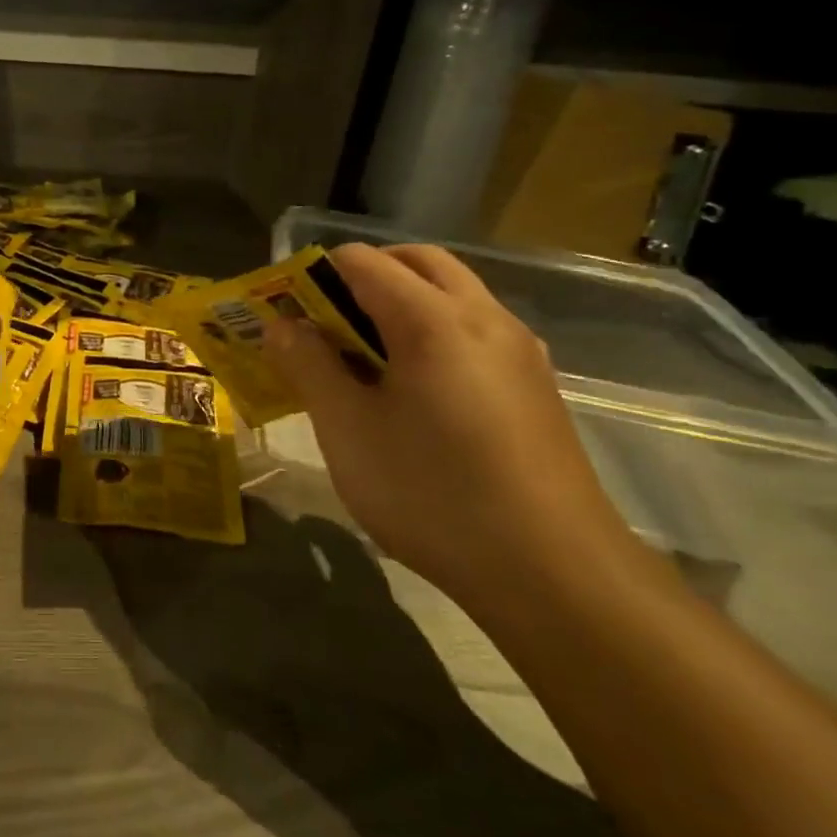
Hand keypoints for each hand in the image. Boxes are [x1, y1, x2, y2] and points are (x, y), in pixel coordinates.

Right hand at [265, 243, 633, 604]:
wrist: (555, 575)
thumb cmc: (432, 493)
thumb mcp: (347, 429)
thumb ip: (308, 365)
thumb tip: (282, 325)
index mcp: (433, 319)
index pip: (364, 261)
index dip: (316, 273)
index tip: (288, 309)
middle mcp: (484, 317)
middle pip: (418, 262)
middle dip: (365, 274)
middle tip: (326, 319)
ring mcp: (520, 350)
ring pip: (454, 293)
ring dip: (403, 300)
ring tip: (363, 354)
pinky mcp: (535, 385)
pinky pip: (476, 329)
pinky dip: (434, 329)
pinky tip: (414, 388)